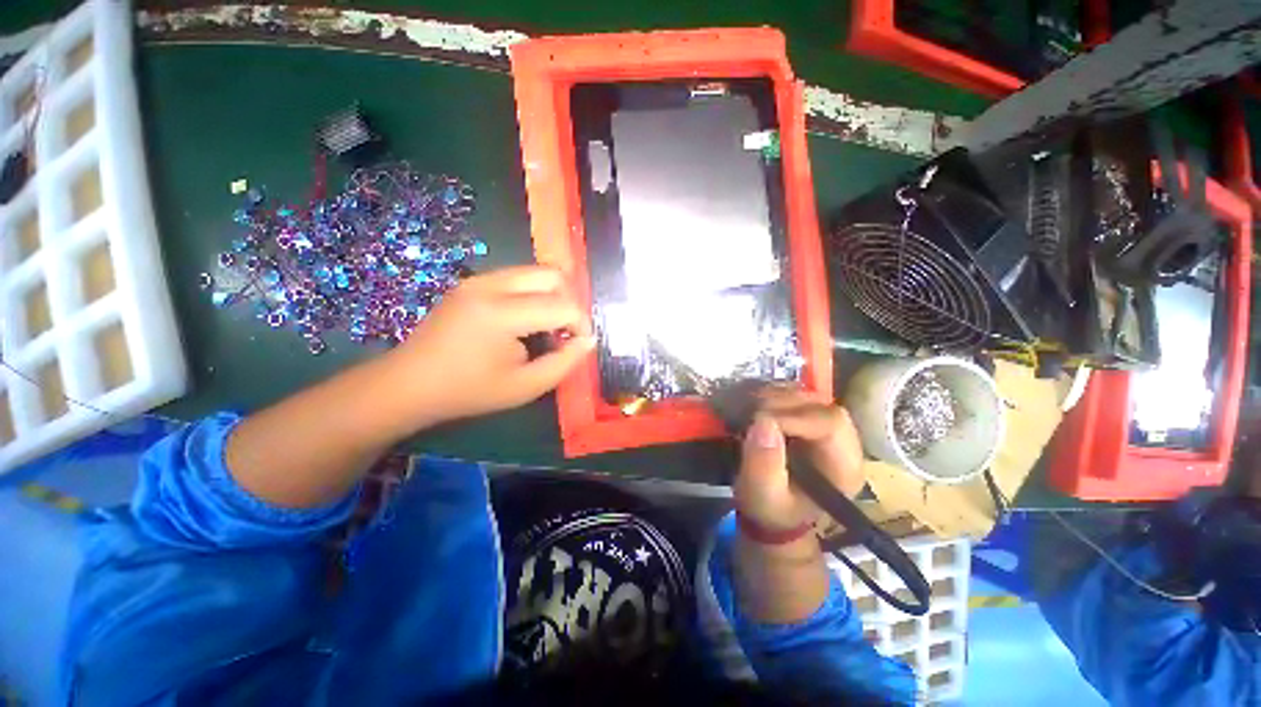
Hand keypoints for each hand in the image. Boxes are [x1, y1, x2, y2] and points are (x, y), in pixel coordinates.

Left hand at [384, 265, 593, 427]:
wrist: (409, 384)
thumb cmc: (469, 391)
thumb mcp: (525, 387)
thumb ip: (565, 363)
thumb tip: (588, 340)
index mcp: (501, 313)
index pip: (562, 305)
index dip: (581, 324)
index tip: (579, 345)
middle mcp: (490, 285)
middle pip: (552, 275)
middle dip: (570, 302)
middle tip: (566, 331)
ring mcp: (478, 279)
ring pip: (536, 272)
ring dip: (553, 296)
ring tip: (548, 327)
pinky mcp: (472, 282)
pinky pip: (518, 277)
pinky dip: (534, 294)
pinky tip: (527, 320)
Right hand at [733, 387, 864, 532]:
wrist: (775, 514)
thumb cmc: (773, 509)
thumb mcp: (763, 495)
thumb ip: (764, 465)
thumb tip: (762, 422)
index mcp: (844, 467)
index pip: (830, 423)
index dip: (793, 416)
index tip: (759, 422)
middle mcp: (844, 443)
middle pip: (822, 405)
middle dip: (783, 403)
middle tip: (751, 413)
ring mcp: (829, 429)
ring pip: (810, 396)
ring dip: (777, 397)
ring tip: (751, 409)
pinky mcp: (812, 420)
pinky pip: (799, 396)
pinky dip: (776, 395)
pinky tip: (758, 406)